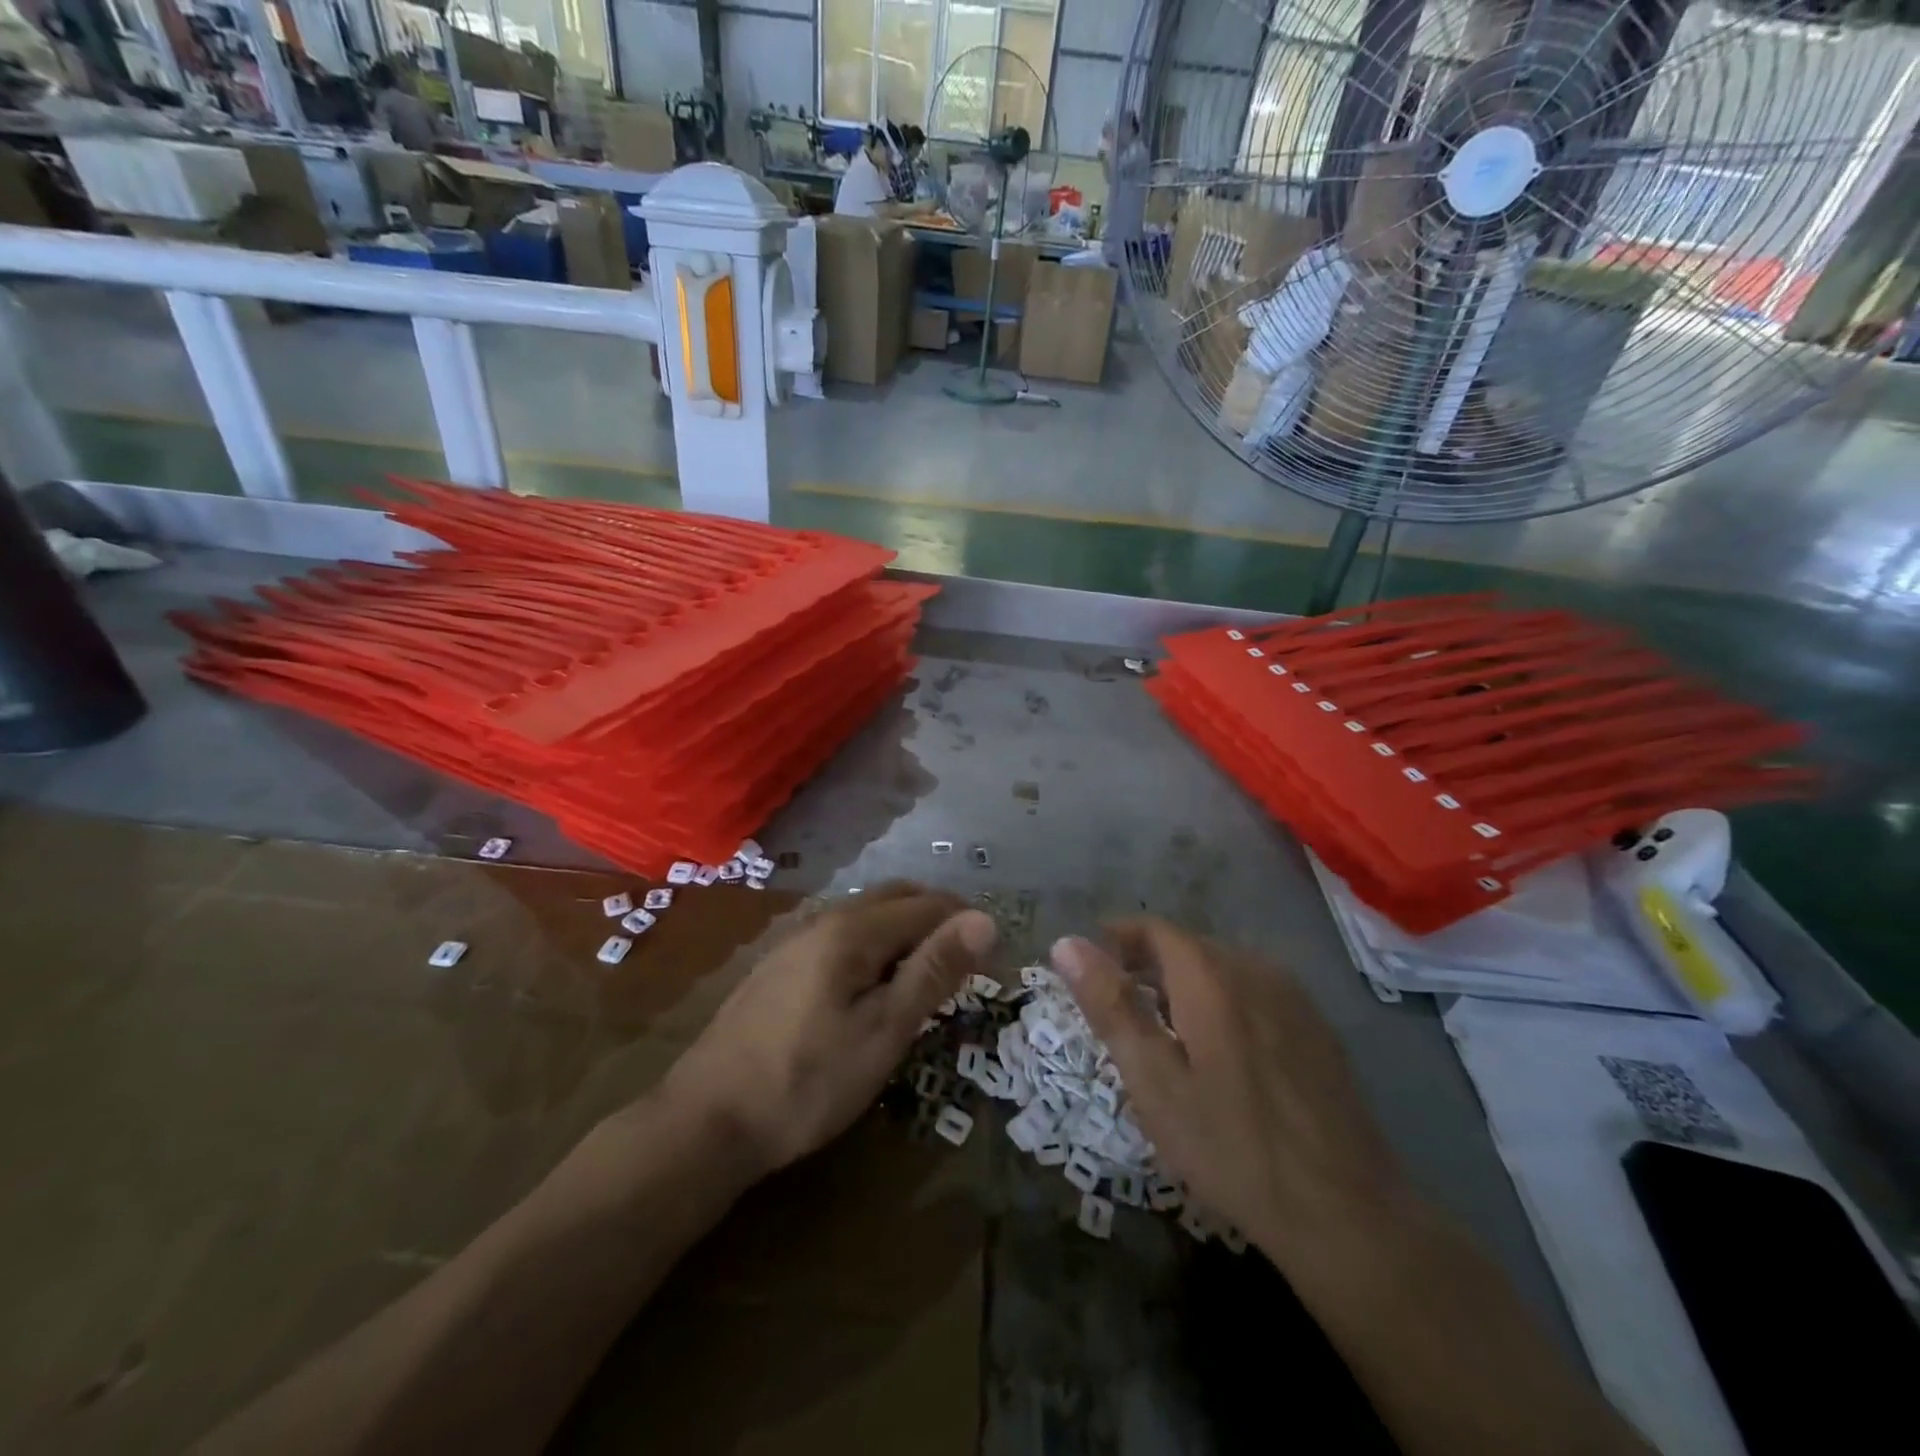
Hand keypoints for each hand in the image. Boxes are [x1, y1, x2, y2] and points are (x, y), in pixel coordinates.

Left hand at [664, 885, 997, 1178]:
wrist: (708, 1120)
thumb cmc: (808, 1081)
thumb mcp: (884, 1031)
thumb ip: (933, 970)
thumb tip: (985, 921)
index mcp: (853, 929)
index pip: (928, 905)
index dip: (967, 922)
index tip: (996, 953)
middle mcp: (824, 919)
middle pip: (896, 897)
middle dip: (938, 916)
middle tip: (967, 959)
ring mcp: (797, 940)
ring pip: (867, 913)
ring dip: (906, 928)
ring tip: (929, 971)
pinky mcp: (781, 964)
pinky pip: (843, 933)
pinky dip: (876, 943)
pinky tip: (876, 982)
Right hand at [1052, 920, 1405, 1259]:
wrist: (1345, 1210)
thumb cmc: (1232, 1145)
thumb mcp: (1154, 1081)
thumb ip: (1111, 1005)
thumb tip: (1066, 943)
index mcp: (1210, 975)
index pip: (1154, 929)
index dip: (1118, 937)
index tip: (1092, 963)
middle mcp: (1254, 968)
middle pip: (1189, 946)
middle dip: (1148, 962)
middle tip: (1120, 1004)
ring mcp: (1293, 996)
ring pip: (1223, 968)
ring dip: (1186, 982)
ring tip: (1164, 1028)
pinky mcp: (1317, 1026)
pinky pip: (1255, 991)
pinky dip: (1223, 1001)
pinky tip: (1222, 1051)